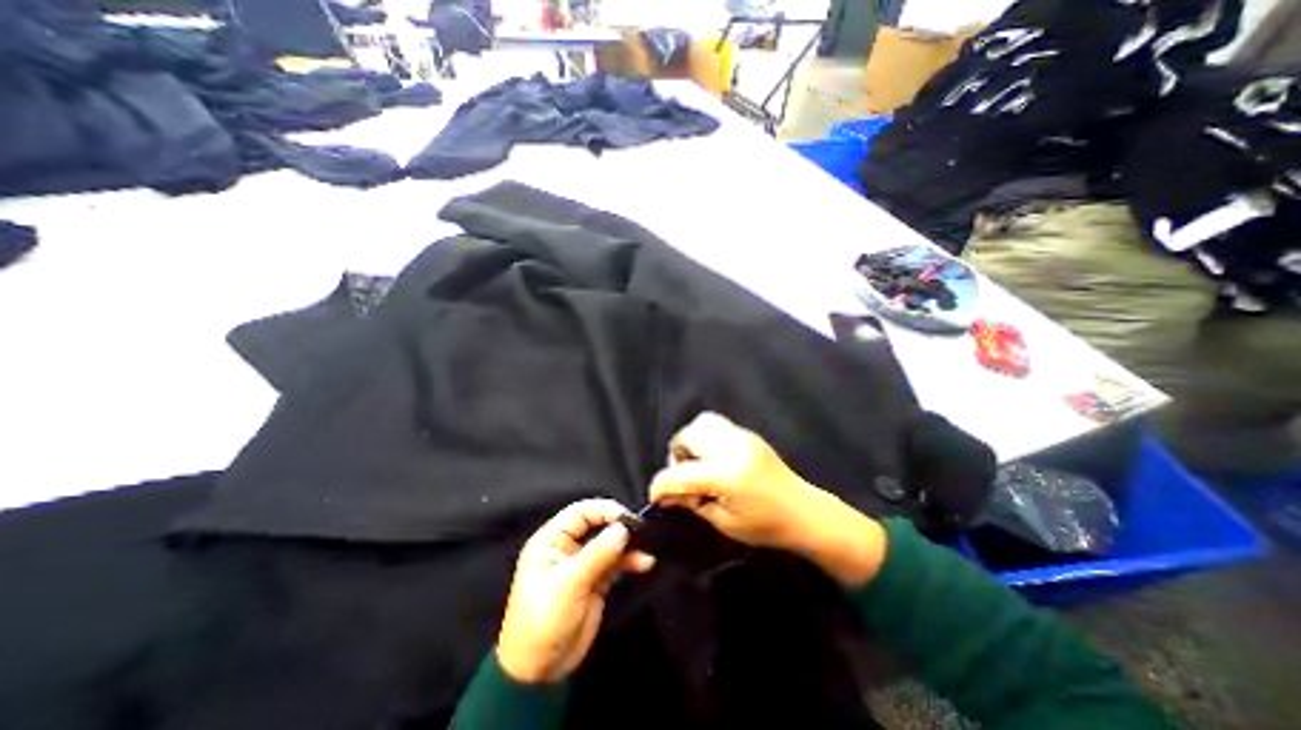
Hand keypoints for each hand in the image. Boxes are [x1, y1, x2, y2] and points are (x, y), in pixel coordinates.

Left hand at [493, 495, 657, 684]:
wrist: (538, 672)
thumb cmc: (544, 620)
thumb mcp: (568, 584)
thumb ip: (597, 554)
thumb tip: (623, 528)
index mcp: (551, 541)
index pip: (579, 512)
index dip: (603, 510)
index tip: (626, 517)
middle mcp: (567, 547)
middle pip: (596, 525)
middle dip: (617, 525)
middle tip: (640, 528)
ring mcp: (582, 564)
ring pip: (608, 544)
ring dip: (627, 544)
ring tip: (646, 544)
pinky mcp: (595, 581)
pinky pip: (615, 564)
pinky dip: (630, 561)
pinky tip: (645, 563)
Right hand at [648, 411, 884, 586]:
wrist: (803, 511)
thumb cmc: (765, 525)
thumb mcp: (724, 521)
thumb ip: (692, 502)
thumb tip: (666, 496)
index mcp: (724, 474)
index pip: (679, 474)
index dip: (660, 486)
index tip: (656, 498)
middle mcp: (730, 447)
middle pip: (686, 436)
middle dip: (676, 457)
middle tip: (684, 478)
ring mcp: (740, 436)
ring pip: (701, 423)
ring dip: (691, 442)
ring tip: (698, 464)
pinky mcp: (747, 434)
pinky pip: (717, 425)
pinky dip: (706, 438)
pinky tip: (714, 459)